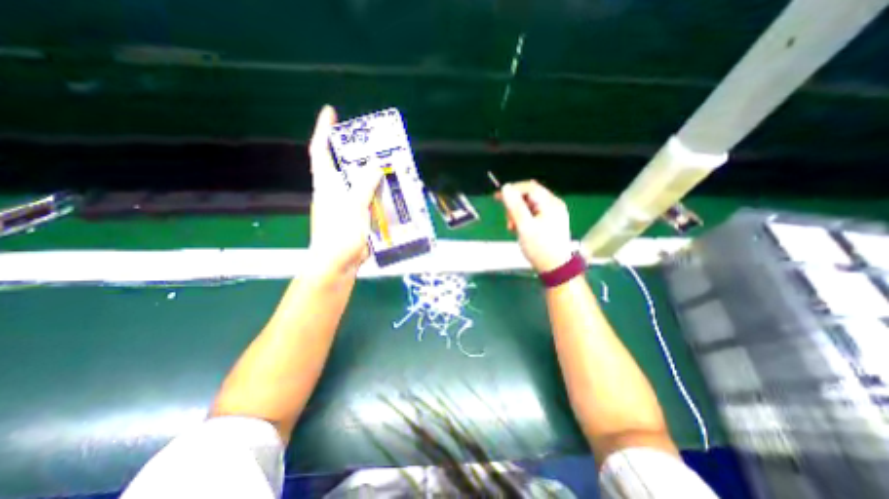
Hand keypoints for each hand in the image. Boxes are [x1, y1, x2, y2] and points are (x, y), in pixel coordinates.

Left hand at [309, 105, 381, 276]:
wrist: (337, 263)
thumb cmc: (340, 234)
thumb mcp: (353, 206)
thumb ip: (364, 184)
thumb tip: (376, 164)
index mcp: (326, 185)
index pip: (320, 151)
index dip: (323, 130)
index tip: (330, 112)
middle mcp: (333, 191)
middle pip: (341, 165)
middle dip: (353, 150)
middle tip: (372, 142)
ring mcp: (344, 205)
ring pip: (356, 182)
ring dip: (369, 173)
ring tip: (386, 165)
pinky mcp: (354, 217)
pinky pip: (366, 198)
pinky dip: (375, 192)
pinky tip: (389, 191)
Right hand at [498, 179, 571, 271]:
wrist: (555, 268)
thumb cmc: (539, 248)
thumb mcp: (524, 226)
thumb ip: (515, 206)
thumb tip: (506, 188)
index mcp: (550, 203)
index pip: (529, 187)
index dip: (512, 190)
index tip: (498, 197)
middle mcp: (553, 205)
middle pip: (529, 196)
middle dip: (514, 205)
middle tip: (508, 220)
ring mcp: (553, 214)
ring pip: (529, 206)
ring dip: (517, 214)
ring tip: (513, 227)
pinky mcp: (550, 222)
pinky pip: (533, 214)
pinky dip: (523, 219)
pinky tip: (519, 229)